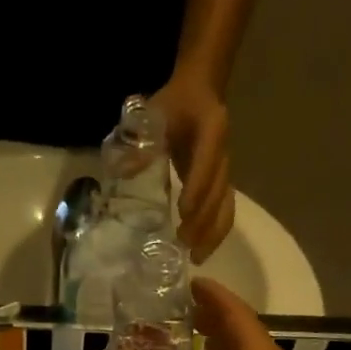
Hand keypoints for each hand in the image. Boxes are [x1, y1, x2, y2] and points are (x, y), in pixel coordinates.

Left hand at [149, 73, 232, 262]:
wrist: (200, 92)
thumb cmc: (175, 104)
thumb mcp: (155, 113)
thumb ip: (142, 140)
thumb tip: (124, 171)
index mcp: (211, 130)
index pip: (207, 162)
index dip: (197, 187)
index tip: (183, 212)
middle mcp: (223, 153)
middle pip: (220, 192)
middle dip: (204, 220)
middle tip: (185, 244)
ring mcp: (225, 170)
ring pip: (226, 205)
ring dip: (213, 233)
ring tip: (197, 257)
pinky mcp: (221, 183)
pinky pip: (225, 210)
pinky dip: (215, 232)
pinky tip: (202, 250)